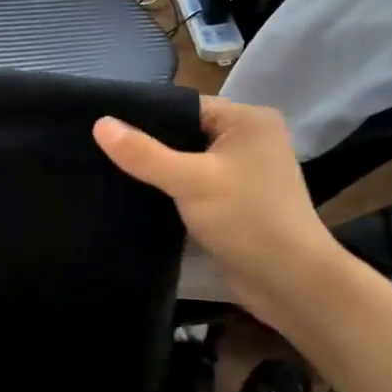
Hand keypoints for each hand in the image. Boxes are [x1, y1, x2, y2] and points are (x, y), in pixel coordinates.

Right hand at [94, 97, 342, 321]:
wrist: (292, 284)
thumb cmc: (248, 220)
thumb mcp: (191, 181)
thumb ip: (144, 154)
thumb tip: (99, 123)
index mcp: (249, 120)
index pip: (185, 107)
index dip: (145, 116)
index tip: (104, 127)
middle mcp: (250, 141)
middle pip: (185, 134)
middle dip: (148, 147)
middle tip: (100, 153)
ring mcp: (245, 174)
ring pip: (189, 164)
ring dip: (159, 173)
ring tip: (110, 174)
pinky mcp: (237, 204)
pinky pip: (196, 188)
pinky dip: (173, 193)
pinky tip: (139, 199)